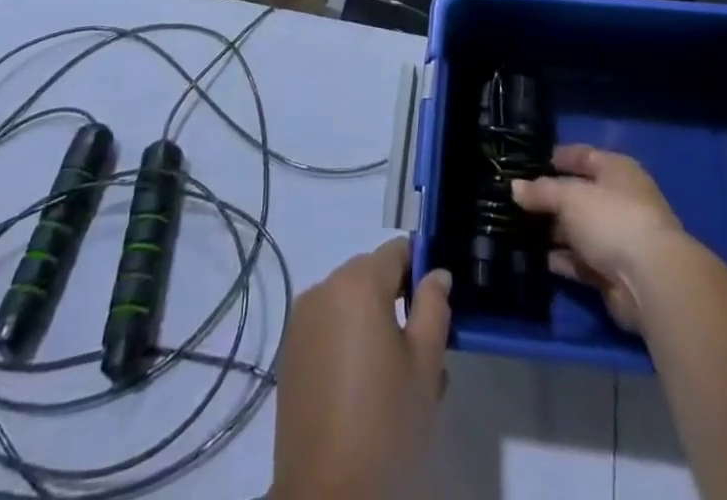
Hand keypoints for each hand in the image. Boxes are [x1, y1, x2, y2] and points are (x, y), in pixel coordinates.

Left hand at [269, 237, 451, 499]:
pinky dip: (347, 338)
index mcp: (358, 283)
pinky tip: (361, 384)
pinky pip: (328, 325)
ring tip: (392, 372)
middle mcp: (324, 288)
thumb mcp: (425, 366)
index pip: (397, 251)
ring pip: (349, 300)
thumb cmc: (384, 423)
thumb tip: (436, 274)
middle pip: (371, 273)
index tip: (435, 306)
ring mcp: (301, 319)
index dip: (421, 270)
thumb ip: (434, 308)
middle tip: (420, 347)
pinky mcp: (290, 351)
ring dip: (372, 319)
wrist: (324, 494)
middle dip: (397, 298)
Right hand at [512, 145, 682, 331]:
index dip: (556, 158)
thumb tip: (515, 187)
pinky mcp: (613, 272)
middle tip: (514, 199)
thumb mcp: (569, 196)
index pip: (582, 156)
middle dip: (549, 198)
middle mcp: (620, 200)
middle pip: (578, 194)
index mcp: (617, 170)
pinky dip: (560, 259)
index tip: (525, 163)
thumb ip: (541, 191)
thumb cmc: (611, 219)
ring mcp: (618, 238)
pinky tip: (534, 257)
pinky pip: (580, 260)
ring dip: (552, 231)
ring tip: (515, 228)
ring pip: (577, 229)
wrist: (650, 281)